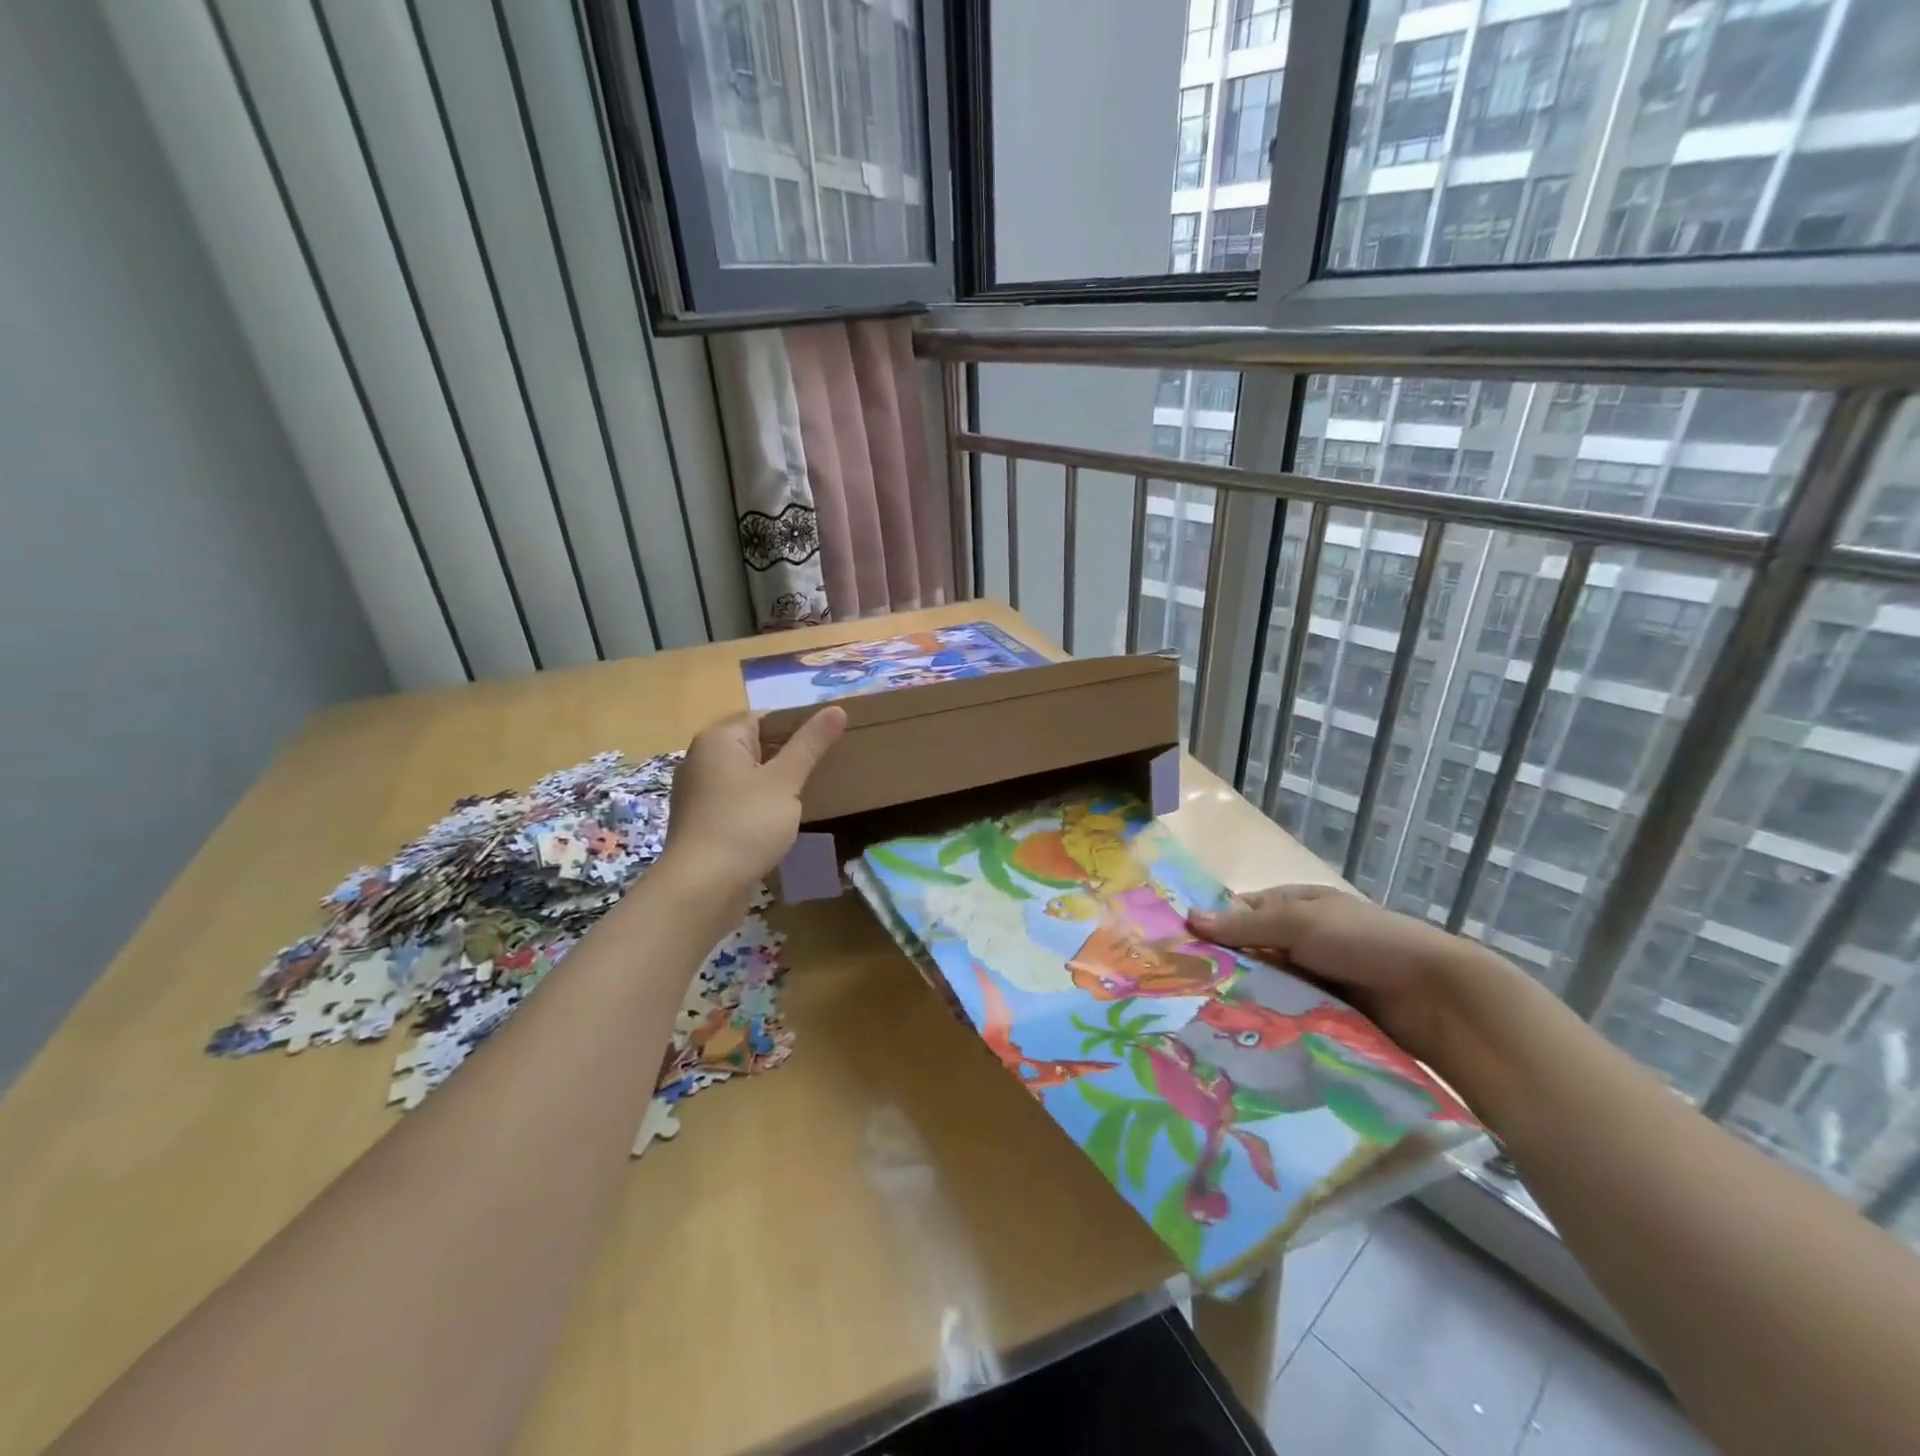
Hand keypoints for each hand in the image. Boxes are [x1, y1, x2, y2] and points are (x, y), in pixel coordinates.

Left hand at [664, 708, 847, 891]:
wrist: (702, 888)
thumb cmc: (746, 824)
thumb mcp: (785, 781)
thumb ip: (810, 744)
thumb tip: (837, 708)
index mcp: (718, 739)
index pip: (763, 718)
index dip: (796, 726)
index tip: (826, 743)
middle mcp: (701, 759)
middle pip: (753, 746)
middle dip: (786, 756)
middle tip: (824, 768)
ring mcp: (697, 793)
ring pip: (745, 776)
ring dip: (773, 784)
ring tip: (808, 795)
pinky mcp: (701, 822)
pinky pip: (736, 802)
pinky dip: (757, 806)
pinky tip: (779, 822)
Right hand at [1189, 885, 1518, 1076]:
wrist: (1437, 997)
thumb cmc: (1364, 942)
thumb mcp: (1299, 923)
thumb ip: (1245, 925)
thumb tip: (1188, 917)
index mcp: (1297, 905)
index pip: (1243, 911)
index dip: (1213, 927)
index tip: (1178, 952)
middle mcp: (1305, 938)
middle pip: (1253, 951)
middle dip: (1225, 968)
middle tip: (1185, 994)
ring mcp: (1318, 977)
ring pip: (1269, 985)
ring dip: (1247, 998)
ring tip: (1205, 1021)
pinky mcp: (1330, 1013)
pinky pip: (1291, 1013)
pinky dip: (1272, 1021)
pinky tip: (1244, 1037)